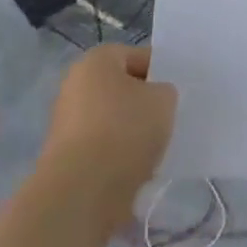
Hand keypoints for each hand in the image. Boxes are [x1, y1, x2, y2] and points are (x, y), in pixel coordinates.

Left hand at [40, 45, 176, 225]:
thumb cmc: (125, 129)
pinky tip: (141, 168)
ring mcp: (67, 123)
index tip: (179, 91)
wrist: (83, 190)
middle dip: (145, 102)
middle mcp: (75, 85)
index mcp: (96, 61)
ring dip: (134, 131)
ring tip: (159, 147)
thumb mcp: (163, 100)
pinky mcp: (67, 158)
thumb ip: (165, 91)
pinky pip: (104, 148)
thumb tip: (156, 98)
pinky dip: (121, 155)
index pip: (137, 56)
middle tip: (171, 117)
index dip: (161, 71)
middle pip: (122, 88)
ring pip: (113, 120)